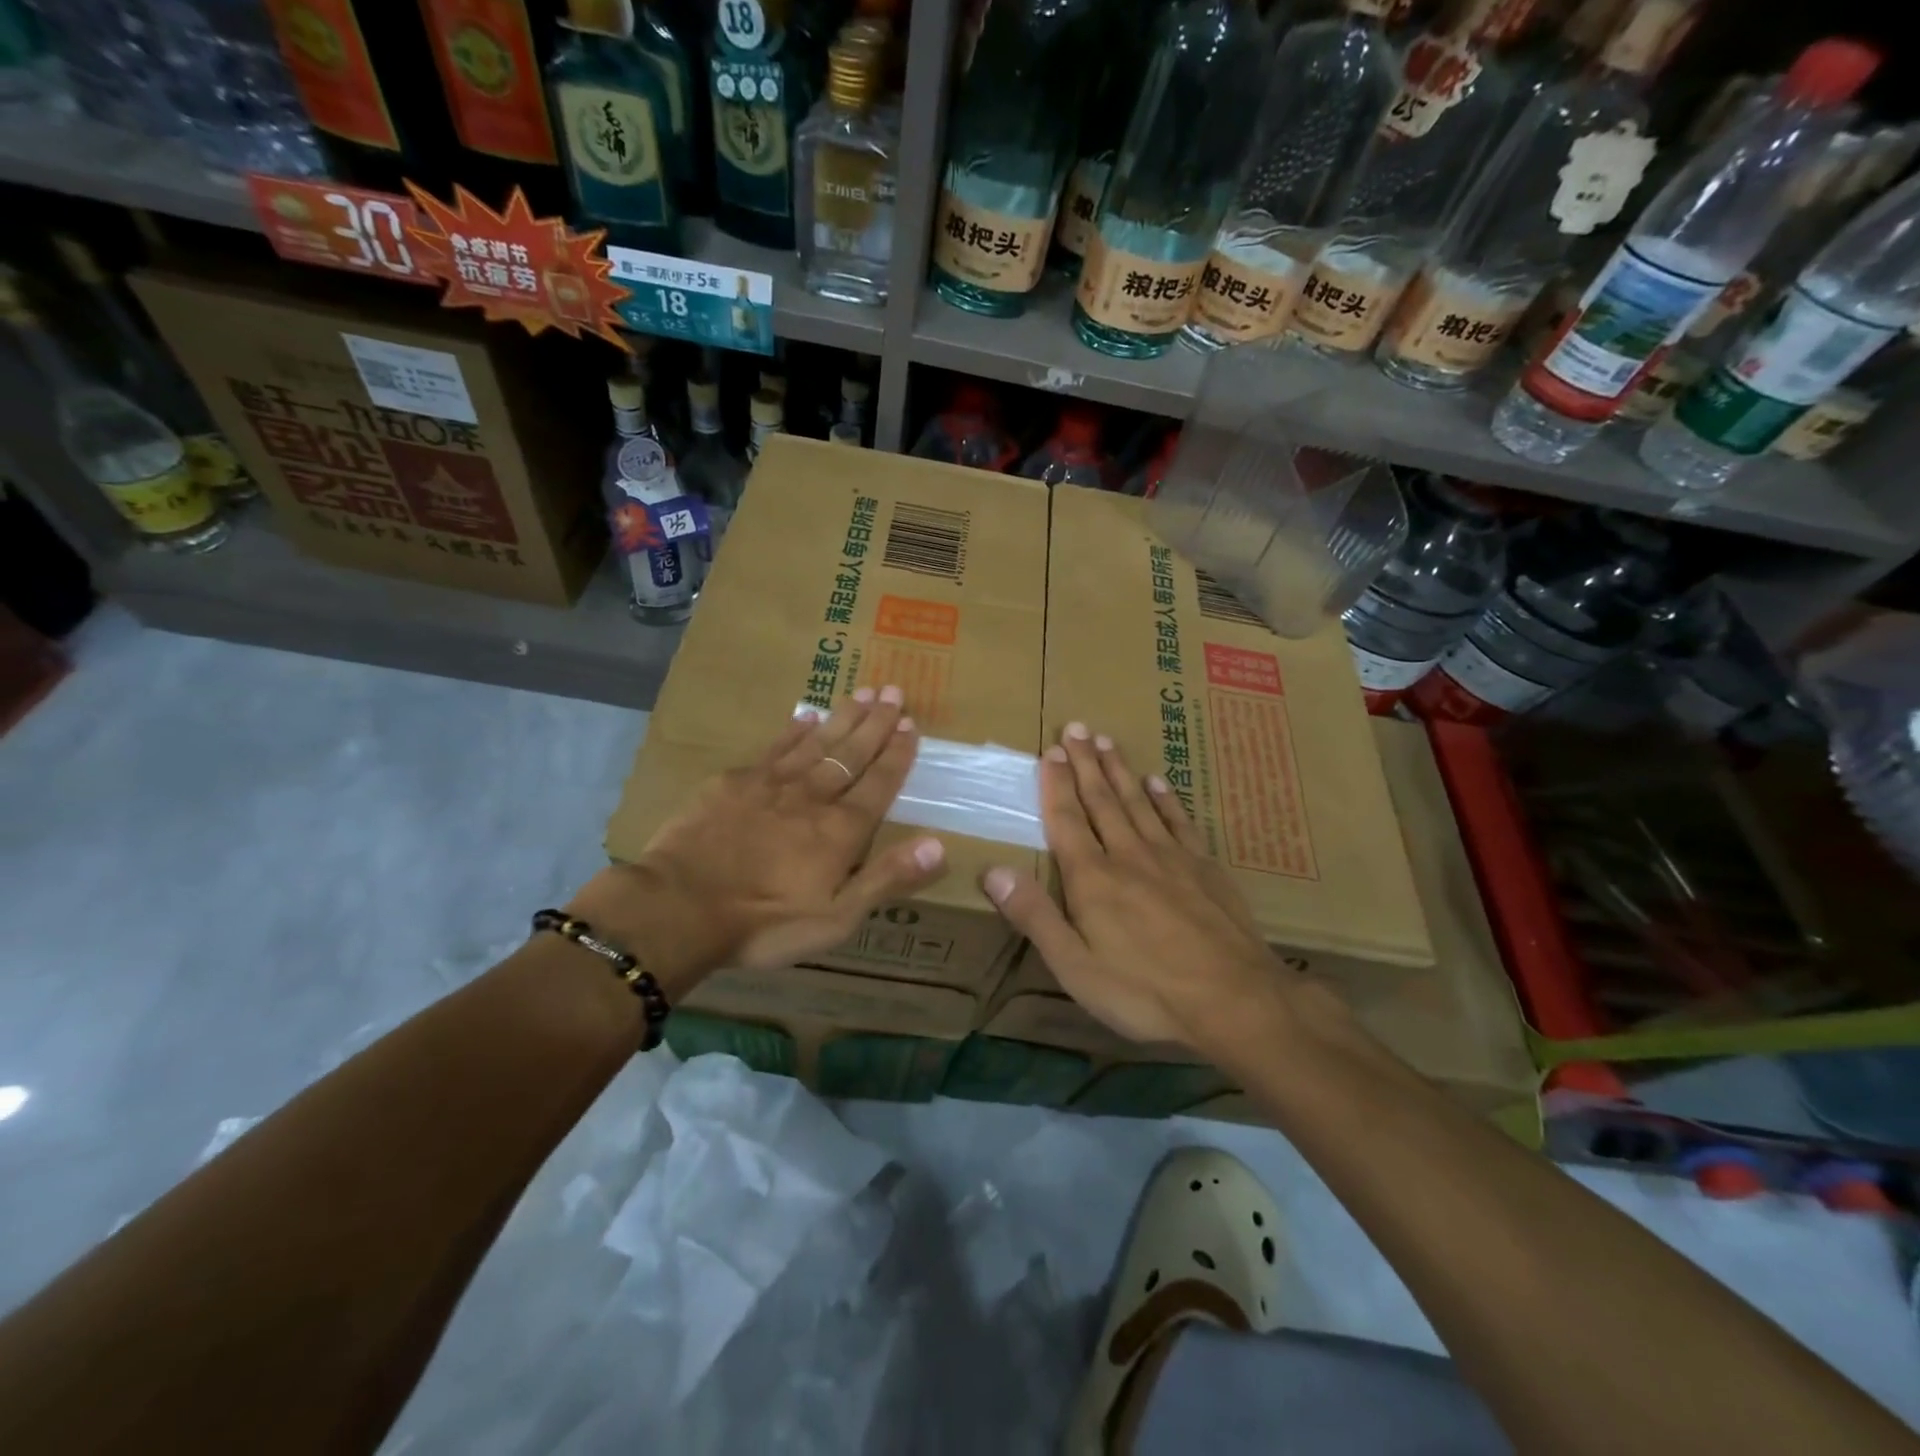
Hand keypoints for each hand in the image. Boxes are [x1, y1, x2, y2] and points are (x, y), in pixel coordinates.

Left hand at [568, 687, 946, 991]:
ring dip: (842, 718)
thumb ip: (886, 879)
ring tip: (862, 692)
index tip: (911, 724)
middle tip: (893, 691)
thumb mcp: (835, 919)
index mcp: (840, 830)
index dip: (897, 754)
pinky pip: (773, 749)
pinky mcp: (732, 783)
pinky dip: (792, 731)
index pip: (878, 783)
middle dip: (876, 723)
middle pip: (851, 753)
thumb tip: (939, 845)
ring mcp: (770, 785)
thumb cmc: (764, 924)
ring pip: (816, 743)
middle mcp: (812, 797)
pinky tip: (805, 716)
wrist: (679, 907)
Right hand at [981, 722, 1290, 1054]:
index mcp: (1092, 879)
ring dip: (1120, 771)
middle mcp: (1129, 855)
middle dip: (1085, 763)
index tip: (1049, 751)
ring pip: (1139, 802)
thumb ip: (1035, 917)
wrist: (1234, 1000)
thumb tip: (992, 871)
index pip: (1067, 820)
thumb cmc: (1145, 992)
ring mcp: (1171, 858)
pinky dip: (1166, 799)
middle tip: (1077, 727)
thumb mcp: (1075, 967)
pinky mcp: (1205, 868)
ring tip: (1108, 742)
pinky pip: (1180, 822)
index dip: (1055, 785)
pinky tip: (1158, 782)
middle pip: (1102, 800)